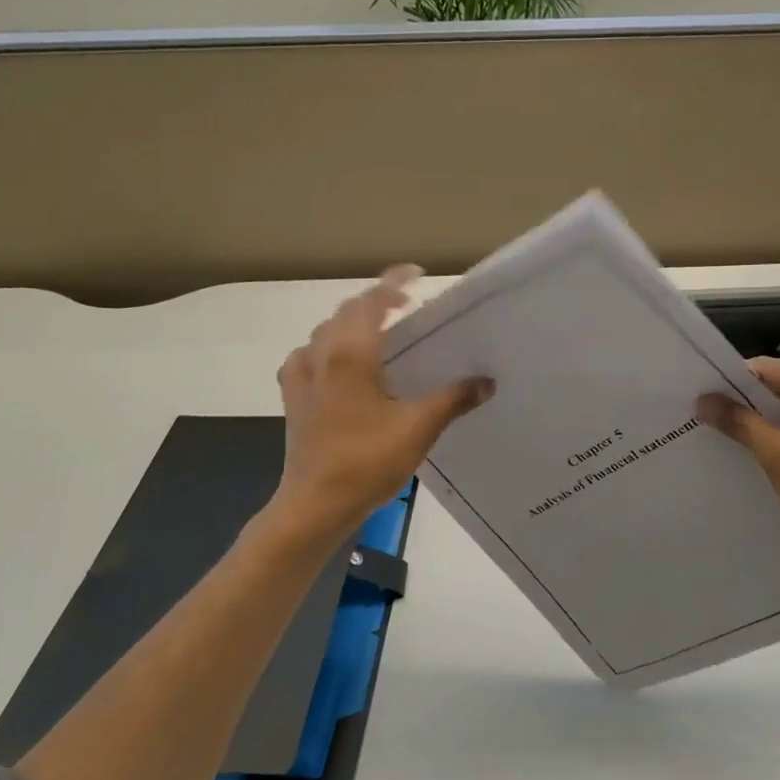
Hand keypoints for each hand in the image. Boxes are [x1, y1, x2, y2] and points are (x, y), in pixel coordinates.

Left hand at [270, 266, 492, 542]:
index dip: (394, 282)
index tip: (417, 275)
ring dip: (352, 322)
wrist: (315, 504)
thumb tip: (487, 381)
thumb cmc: (367, 462)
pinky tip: (339, 365)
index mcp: (351, 354)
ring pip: (326, 332)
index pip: (372, 301)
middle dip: (376, 300)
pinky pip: (310, 356)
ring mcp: (301, 375)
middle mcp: (322, 354)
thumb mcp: (419, 428)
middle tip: (406, 303)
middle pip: (347, 312)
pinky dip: (329, 347)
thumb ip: (454, 399)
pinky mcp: (293, 396)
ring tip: (378, 330)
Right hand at [698, 359, 779, 587]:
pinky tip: (749, 454)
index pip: (765, 370)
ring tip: (715, 437)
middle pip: (775, 387)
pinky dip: (774, 438)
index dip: (728, 383)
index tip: (693, 399)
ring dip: (755, 424)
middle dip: (739, 404)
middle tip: (697, 419)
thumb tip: (703, 399)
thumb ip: (741, 424)